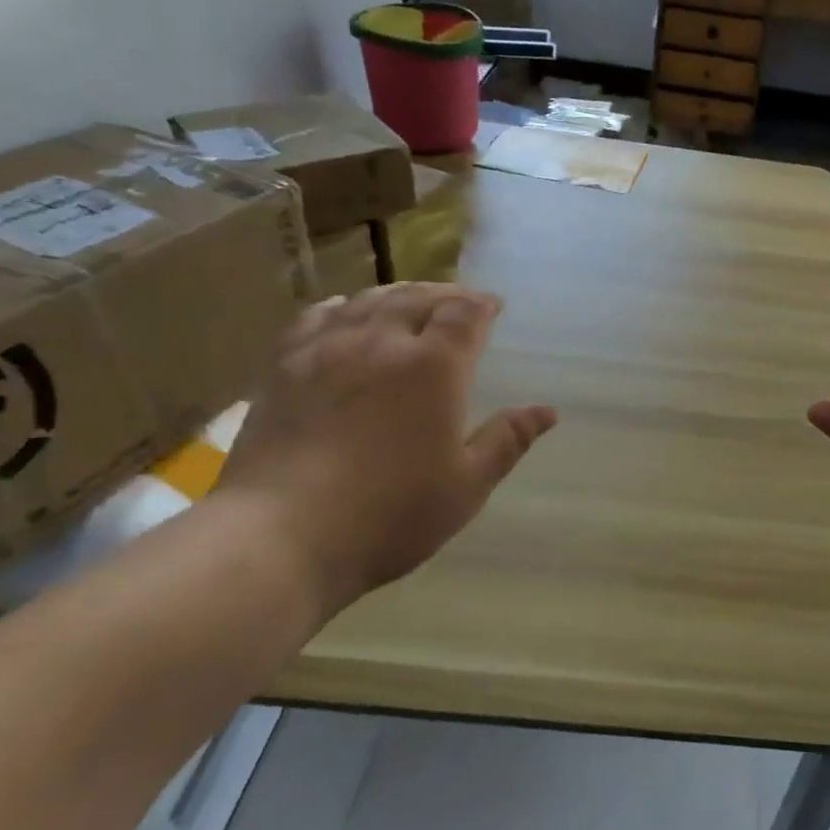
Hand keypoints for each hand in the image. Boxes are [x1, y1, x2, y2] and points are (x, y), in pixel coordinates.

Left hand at [215, 284, 556, 615]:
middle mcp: (382, 343)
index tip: (494, 305)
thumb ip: (508, 441)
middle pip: (416, 296)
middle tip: (457, 302)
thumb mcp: (467, 485)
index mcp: (434, 367)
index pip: (464, 313)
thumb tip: (547, 411)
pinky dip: (340, 306)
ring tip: (409, 300)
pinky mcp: (283, 368)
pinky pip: (315, 318)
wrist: (282, 536)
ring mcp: (327, 351)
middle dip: (443, 293)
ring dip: (396, 294)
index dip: (482, 303)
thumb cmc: (391, 514)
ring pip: (367, 301)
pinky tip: (344, 313)